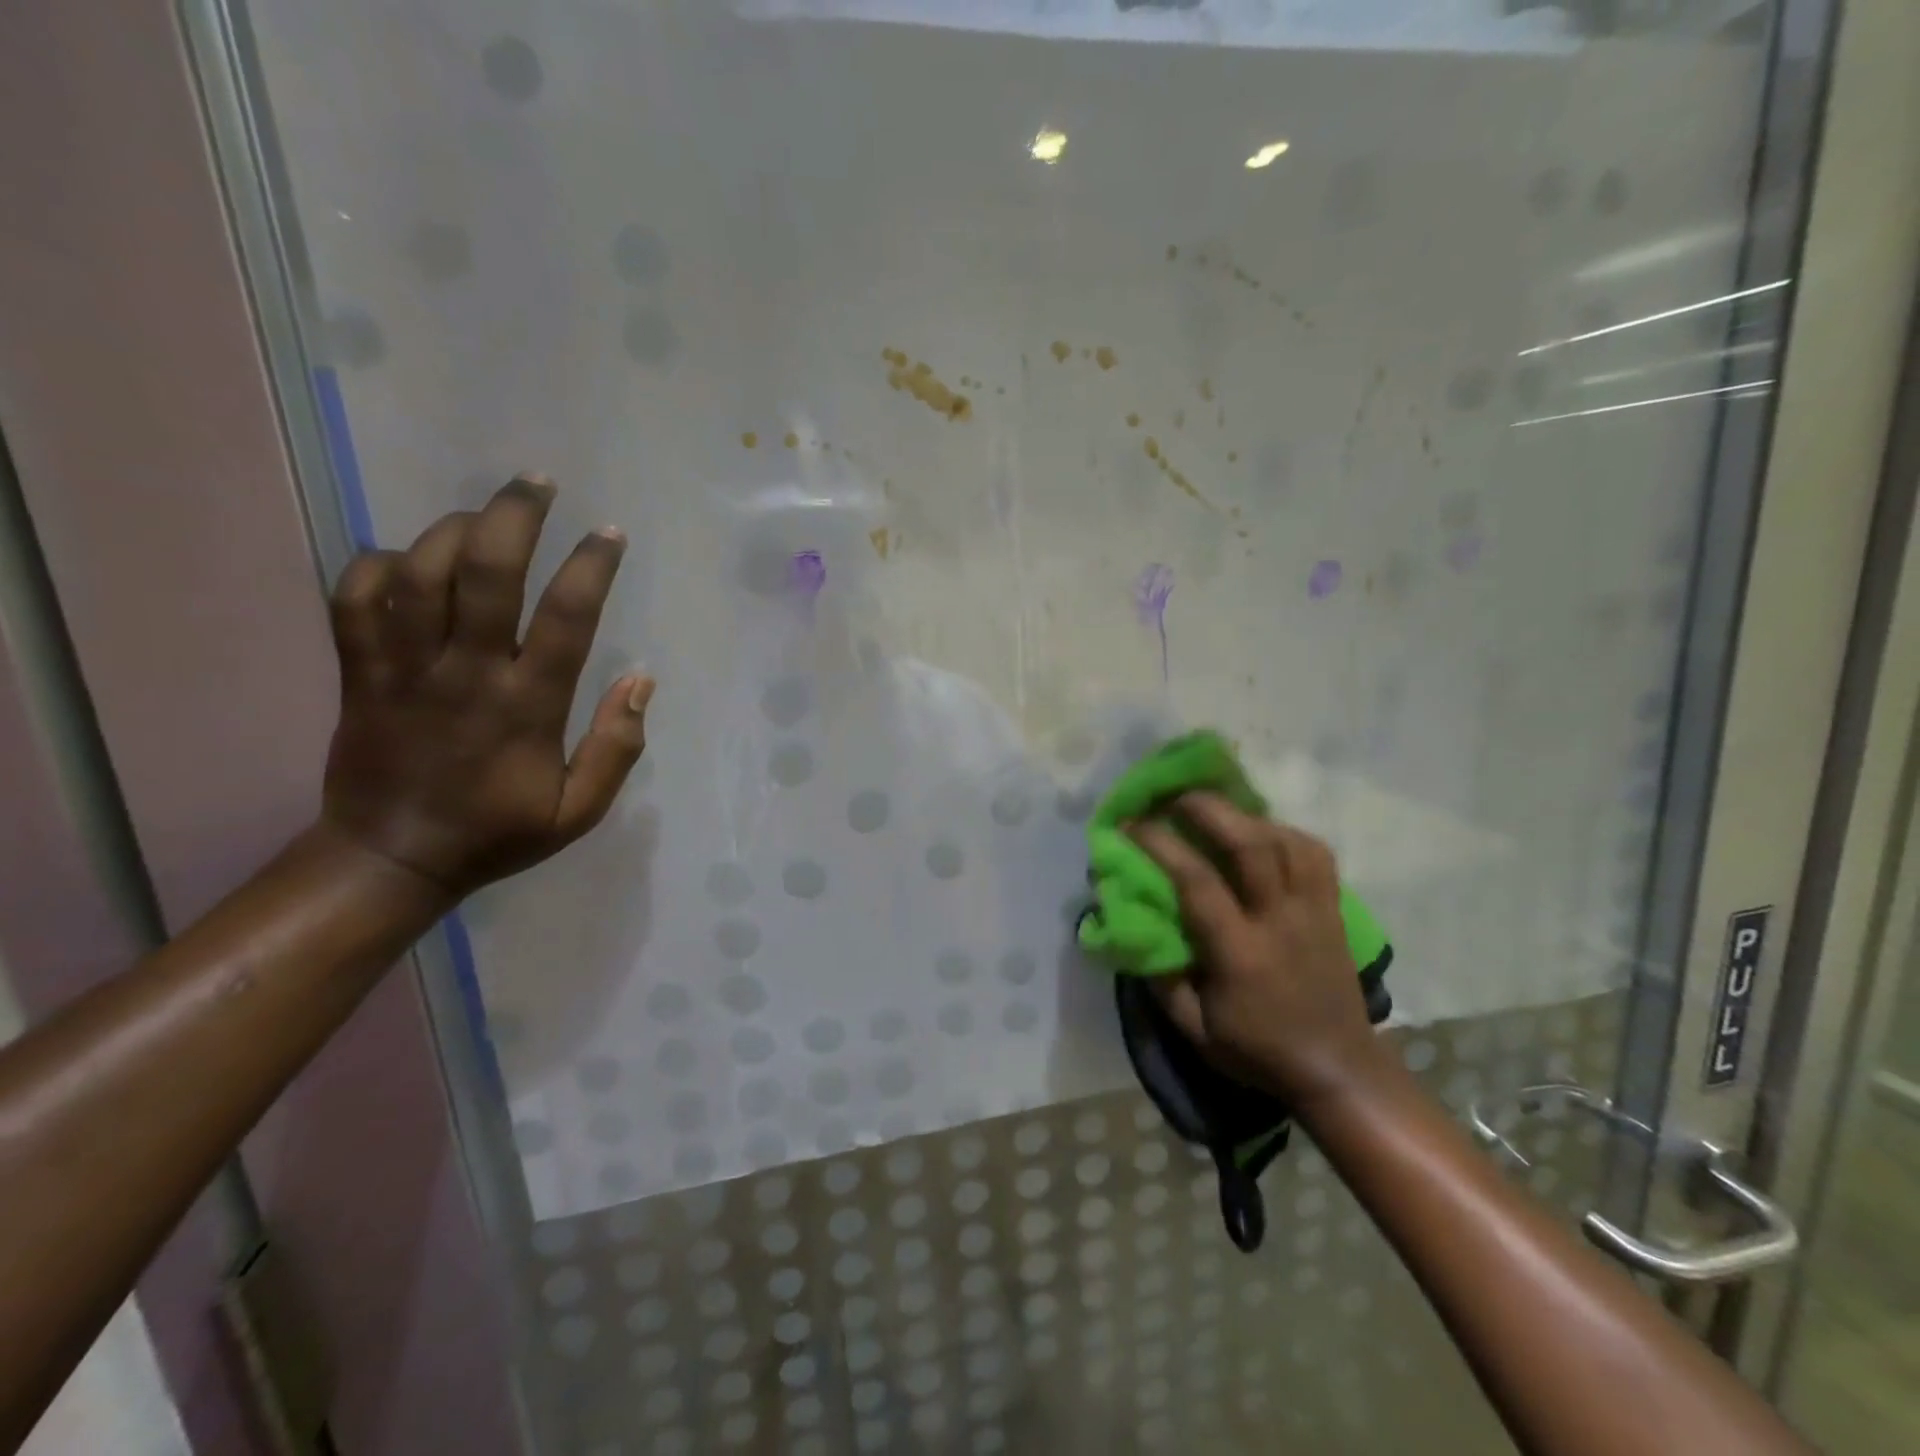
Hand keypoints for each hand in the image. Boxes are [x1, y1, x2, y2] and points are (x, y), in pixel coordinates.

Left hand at [319, 474, 653, 897]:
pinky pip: (355, 599)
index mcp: (527, 706)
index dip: (591, 567)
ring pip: (419, 574)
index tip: (609, 534)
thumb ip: (617, 747)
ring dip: (452, 530)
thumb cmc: (497, 832)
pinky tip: (408, 559)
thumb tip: (641, 680)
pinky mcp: (359, 673)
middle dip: (514, 517)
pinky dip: (378, 565)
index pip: (567, 618)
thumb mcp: (580, 810)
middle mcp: (467, 673)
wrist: (391, 859)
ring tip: (482, 516)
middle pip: (486, 574)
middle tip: (537, 483)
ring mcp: (405, 669)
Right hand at [1132, 795, 1386, 1110]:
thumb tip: (1137, 927)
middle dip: (1206, 808)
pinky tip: (1259, 830)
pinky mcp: (1334, 907)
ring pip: (1285, 839)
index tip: (1131, 824)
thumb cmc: (1259, 1050)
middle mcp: (1280, 920)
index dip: (1160, 844)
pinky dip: (1282, 830)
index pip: (1197, 882)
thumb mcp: (1195, 1031)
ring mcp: (1314, 909)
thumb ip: (1162, 980)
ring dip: (1243, 813)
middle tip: (1172, 795)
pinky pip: (1313, 851)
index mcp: (1240, 953)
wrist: (1340, 1069)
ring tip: (1213, 807)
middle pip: (1250, 844)